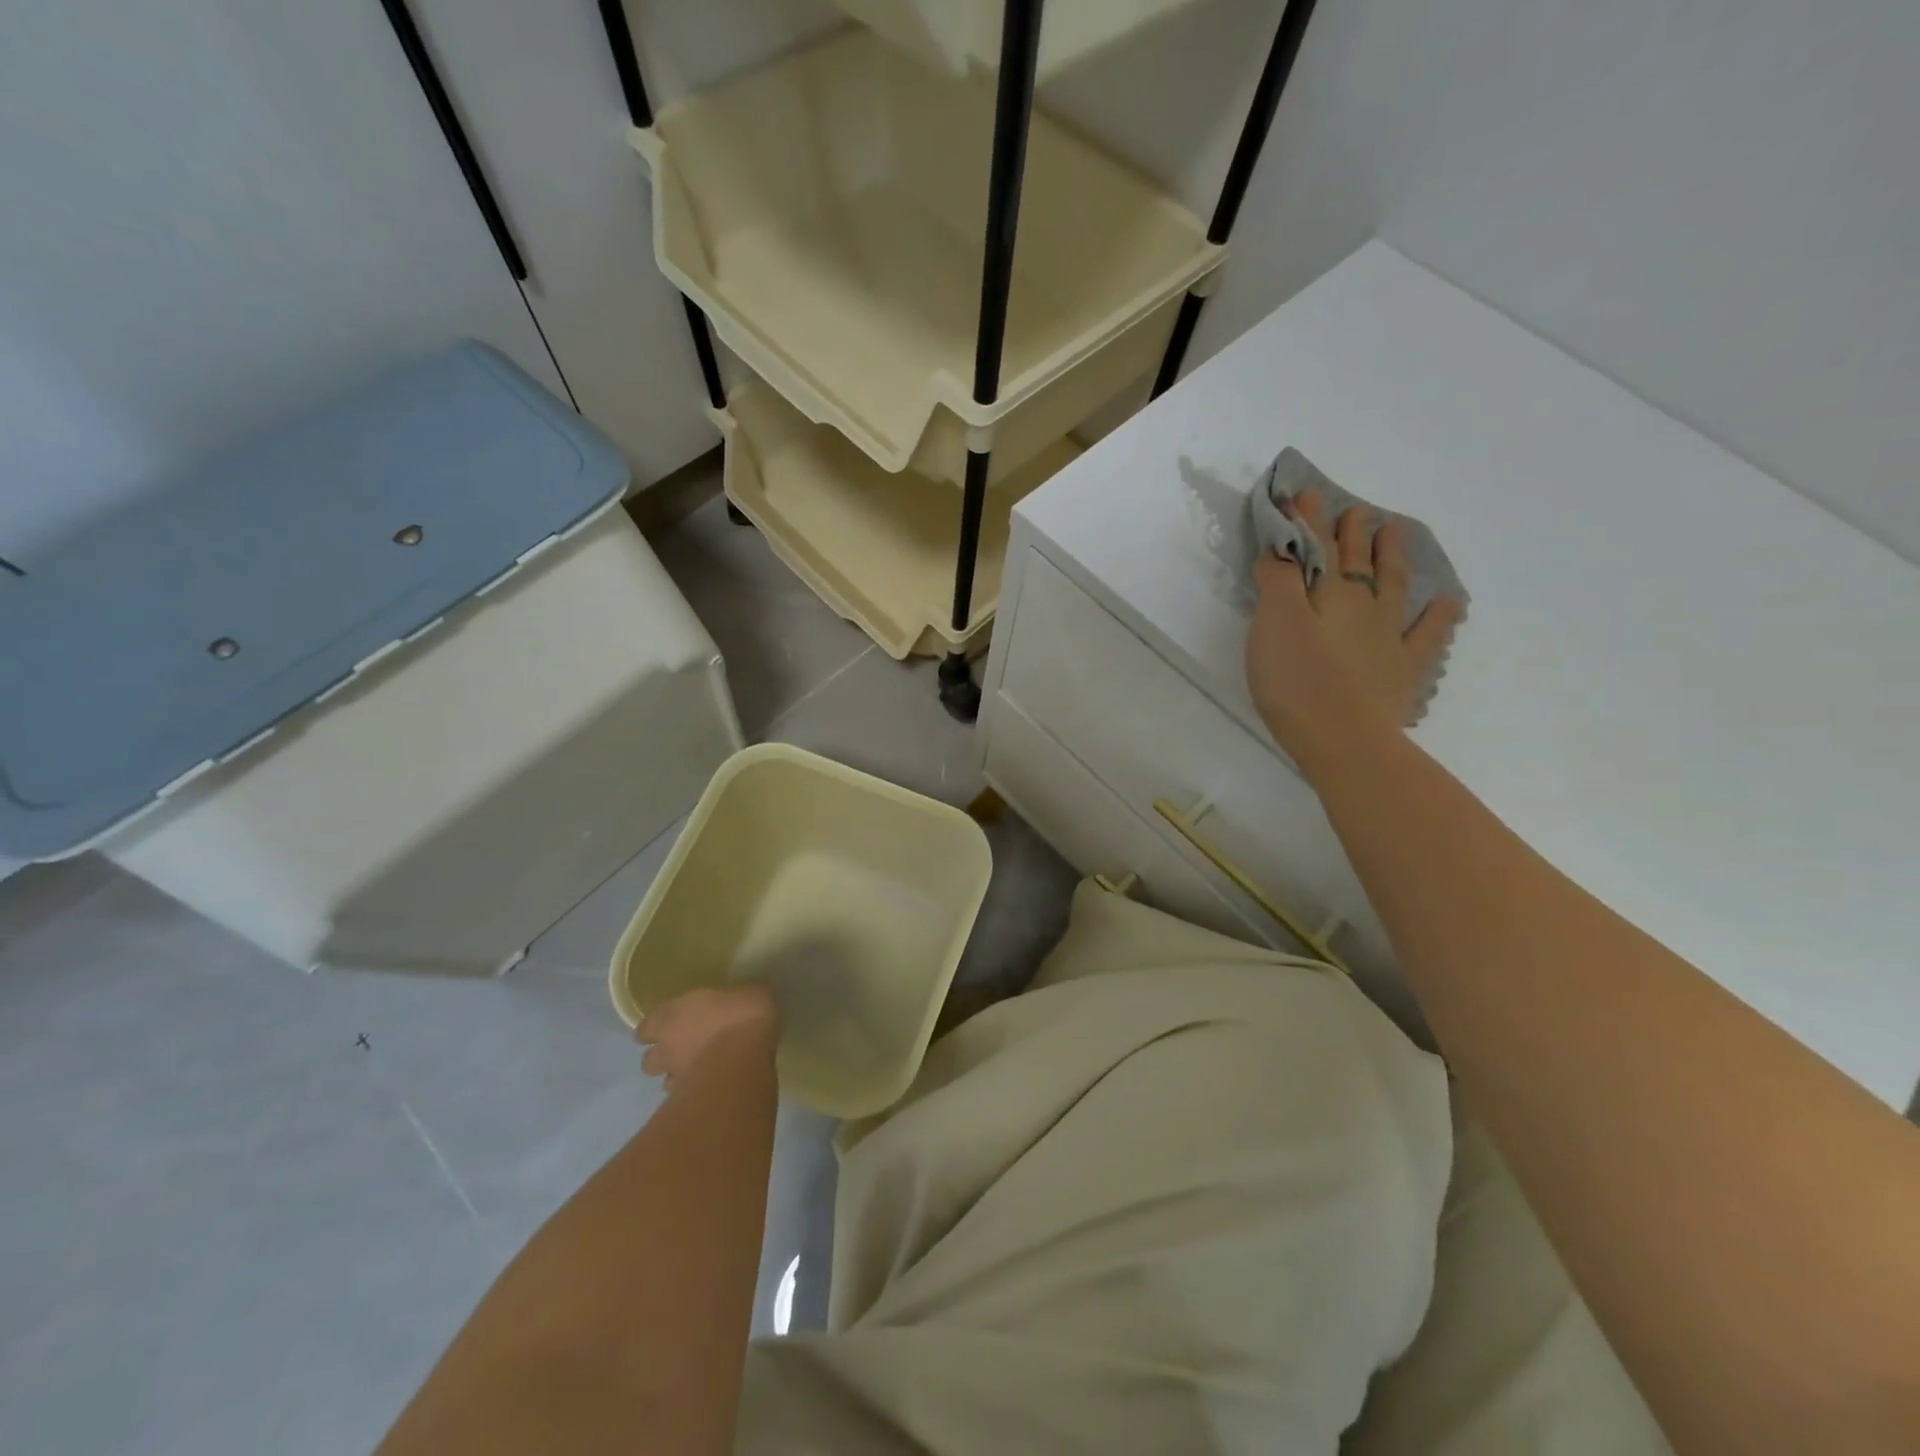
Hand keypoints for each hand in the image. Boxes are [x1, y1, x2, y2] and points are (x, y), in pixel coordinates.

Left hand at [636, 984, 777, 1090]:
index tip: (668, 1025)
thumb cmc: (742, 1014)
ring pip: (663, 1080)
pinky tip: (709, 1087)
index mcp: (672, 1013)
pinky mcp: (689, 1097)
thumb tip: (749, 995)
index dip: (655, 1027)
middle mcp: (666, 1045)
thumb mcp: (750, 991)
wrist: (744, 1057)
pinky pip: (684, 1097)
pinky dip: (692, 1093)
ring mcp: (676, 1074)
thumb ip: (739, 997)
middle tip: (680, 1051)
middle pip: (648, 1058)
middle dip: (660, 1056)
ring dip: (675, 1076)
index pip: (648, 1024)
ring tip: (694, 1072)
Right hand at [1245, 489, 1461, 779]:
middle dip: (1350, 533)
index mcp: (1327, 593)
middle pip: (1355, 560)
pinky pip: (1428, 633)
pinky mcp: (1404, 668)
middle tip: (1355, 510)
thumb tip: (1281, 550)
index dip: (1307, 521)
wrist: (1343, 737)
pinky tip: (1449, 600)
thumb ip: (1277, 581)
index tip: (1302, 495)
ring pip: (1394, 584)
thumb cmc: (1297, 680)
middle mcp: (1362, 604)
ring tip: (1396, 531)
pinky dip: (1439, 614)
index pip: (1314, 547)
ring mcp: (1389, 635)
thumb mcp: (1274, 624)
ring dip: (1392, 556)